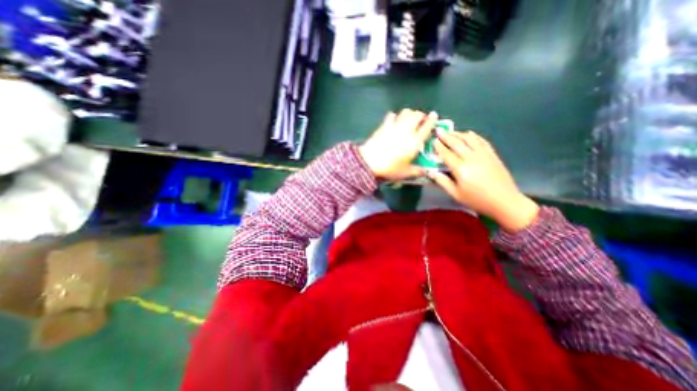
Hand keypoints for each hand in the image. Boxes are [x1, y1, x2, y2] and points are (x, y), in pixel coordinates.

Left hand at [360, 108, 433, 179]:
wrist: (369, 162)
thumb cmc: (390, 168)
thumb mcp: (405, 173)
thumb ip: (417, 171)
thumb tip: (426, 171)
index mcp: (415, 141)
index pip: (427, 126)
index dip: (432, 119)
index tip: (434, 116)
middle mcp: (407, 130)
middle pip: (417, 115)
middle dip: (421, 115)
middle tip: (421, 120)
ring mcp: (394, 126)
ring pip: (406, 112)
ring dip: (410, 113)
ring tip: (409, 119)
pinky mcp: (384, 126)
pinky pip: (391, 115)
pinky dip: (395, 116)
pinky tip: (394, 120)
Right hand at [431, 130, 537, 231]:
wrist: (504, 201)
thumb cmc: (476, 200)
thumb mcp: (456, 194)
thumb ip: (442, 182)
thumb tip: (430, 172)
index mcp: (460, 169)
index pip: (446, 154)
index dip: (439, 147)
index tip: (433, 140)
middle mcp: (471, 158)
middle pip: (457, 143)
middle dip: (447, 136)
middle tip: (439, 131)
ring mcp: (483, 154)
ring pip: (469, 139)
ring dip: (459, 134)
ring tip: (451, 131)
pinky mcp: (492, 154)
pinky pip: (482, 141)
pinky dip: (474, 136)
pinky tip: (469, 134)